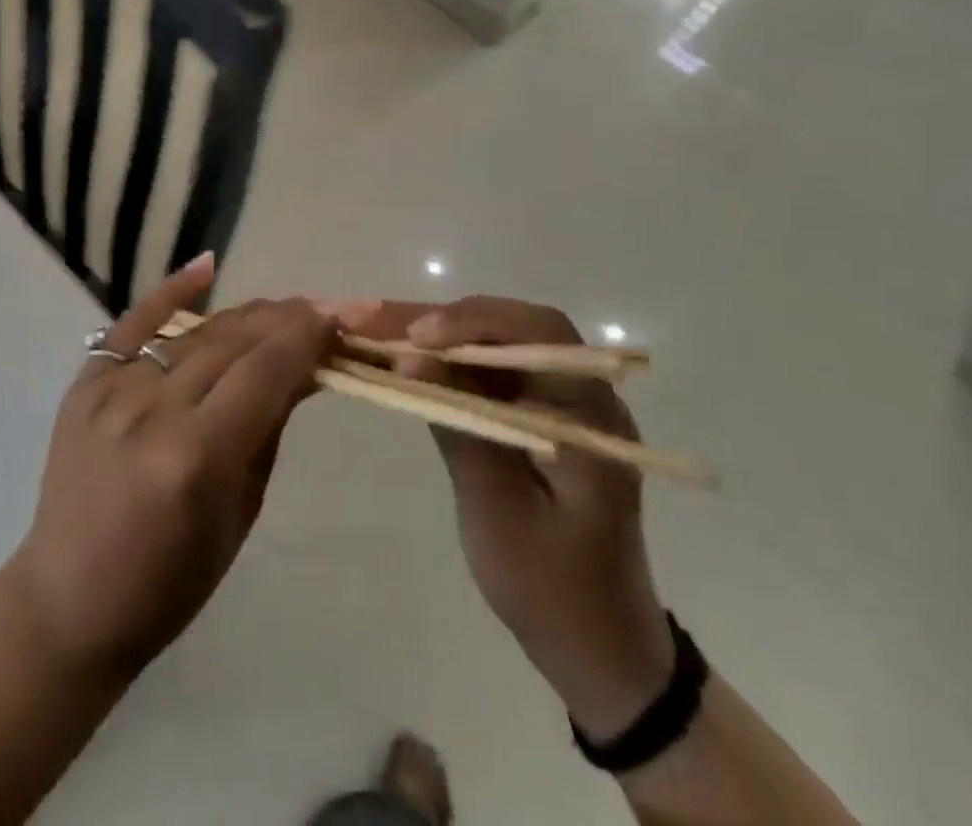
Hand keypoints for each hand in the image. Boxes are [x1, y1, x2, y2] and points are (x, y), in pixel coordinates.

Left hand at [9, 256, 336, 682]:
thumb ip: (269, 429)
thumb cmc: (170, 581)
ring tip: (284, 308)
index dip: (306, 338)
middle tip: (324, 310)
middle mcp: (153, 411)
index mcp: (196, 456)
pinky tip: (208, 266)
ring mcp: (111, 392)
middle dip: (285, 321)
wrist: (69, 599)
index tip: (340, 319)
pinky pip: (132, 325)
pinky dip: (170, 293)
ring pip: (193, 333)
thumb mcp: (239, 512)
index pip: (264, 373)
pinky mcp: (84, 384)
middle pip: (232, 343)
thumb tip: (306, 368)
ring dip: (245, 316)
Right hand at [334, 296, 674, 738]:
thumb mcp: (497, 509)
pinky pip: (487, 372)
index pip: (538, 333)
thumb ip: (458, 424)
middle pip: (508, 328)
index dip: (474, 322)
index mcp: (589, 413)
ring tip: (375, 331)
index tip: (416, 338)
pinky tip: (404, 361)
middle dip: (440, 320)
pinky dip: (444, 363)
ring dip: (436, 335)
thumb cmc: (551, 587)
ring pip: (492, 345)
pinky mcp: (532, 417)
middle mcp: (579, 394)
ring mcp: (556, 404)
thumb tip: (412, 357)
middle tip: (375, 320)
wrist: (597, 650)